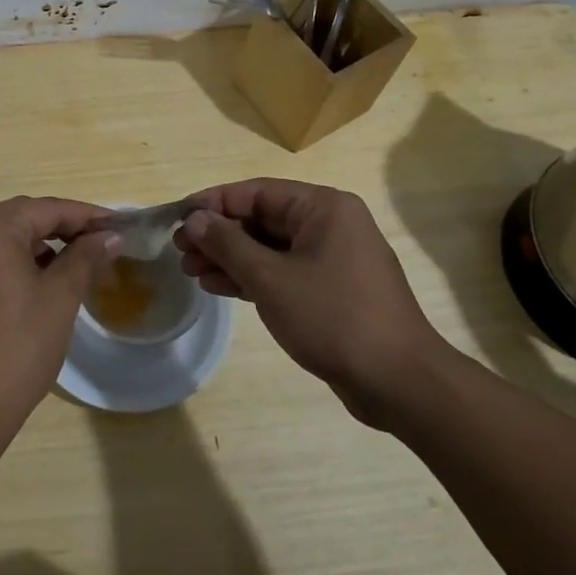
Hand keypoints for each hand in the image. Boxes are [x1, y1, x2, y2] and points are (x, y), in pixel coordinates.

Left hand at [0, 197, 121, 442]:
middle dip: (63, 230)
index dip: (87, 216)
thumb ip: (85, 257)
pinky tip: (38, 282)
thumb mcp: (59, 298)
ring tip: (76, 265)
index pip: (47, 209)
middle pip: (22, 218)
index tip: (119, 227)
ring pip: (1, 238)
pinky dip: (13, 262)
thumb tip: (109, 235)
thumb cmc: (16, 349)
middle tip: (103, 246)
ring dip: (38, 246)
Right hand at [175, 179, 449, 426]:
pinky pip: (283, 271)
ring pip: (269, 247)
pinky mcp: (331, 289)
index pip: (255, 192)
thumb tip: (195, 219)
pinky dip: (252, 277)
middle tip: (180, 252)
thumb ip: (228, 243)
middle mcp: (330, 224)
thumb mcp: (270, 278)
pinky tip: (218, 287)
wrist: (398, 382)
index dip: (213, 203)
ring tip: (191, 271)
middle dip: (218, 235)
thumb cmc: (333, 318)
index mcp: (323, 208)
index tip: (177, 219)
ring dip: (230, 258)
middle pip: (261, 219)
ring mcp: (332, 258)